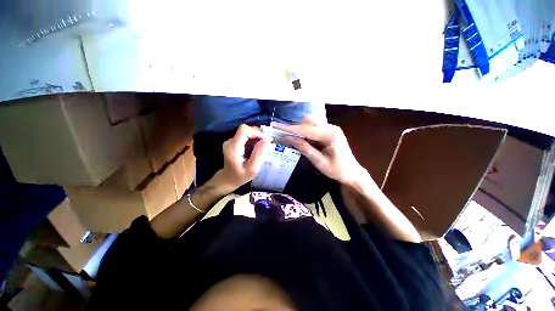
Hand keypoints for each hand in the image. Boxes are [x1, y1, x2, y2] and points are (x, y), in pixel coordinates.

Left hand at [215, 124, 270, 190]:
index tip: (266, 140)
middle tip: (267, 142)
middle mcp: (230, 142)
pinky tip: (258, 146)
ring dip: (256, 136)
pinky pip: (244, 135)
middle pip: (245, 129)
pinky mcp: (233, 142)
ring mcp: (230, 141)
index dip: (256, 132)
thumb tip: (266, 141)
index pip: (244, 130)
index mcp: (234, 148)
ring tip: (264, 144)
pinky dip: (253, 138)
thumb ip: (258, 154)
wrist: (228, 179)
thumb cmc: (240, 176)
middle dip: (258, 134)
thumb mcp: (252, 169)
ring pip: (245, 131)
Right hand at [280, 117, 368, 186]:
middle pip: (308, 122)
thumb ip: (305, 149)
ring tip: (293, 140)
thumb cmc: (337, 170)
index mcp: (330, 134)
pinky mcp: (328, 131)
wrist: (352, 172)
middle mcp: (330, 127)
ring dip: (300, 131)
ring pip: (310, 123)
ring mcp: (330, 128)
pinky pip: (313, 128)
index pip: (306, 129)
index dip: (290, 129)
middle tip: (284, 137)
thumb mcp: (319, 162)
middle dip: (295, 129)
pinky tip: (302, 141)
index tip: (277, 127)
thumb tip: (289, 139)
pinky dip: (305, 133)